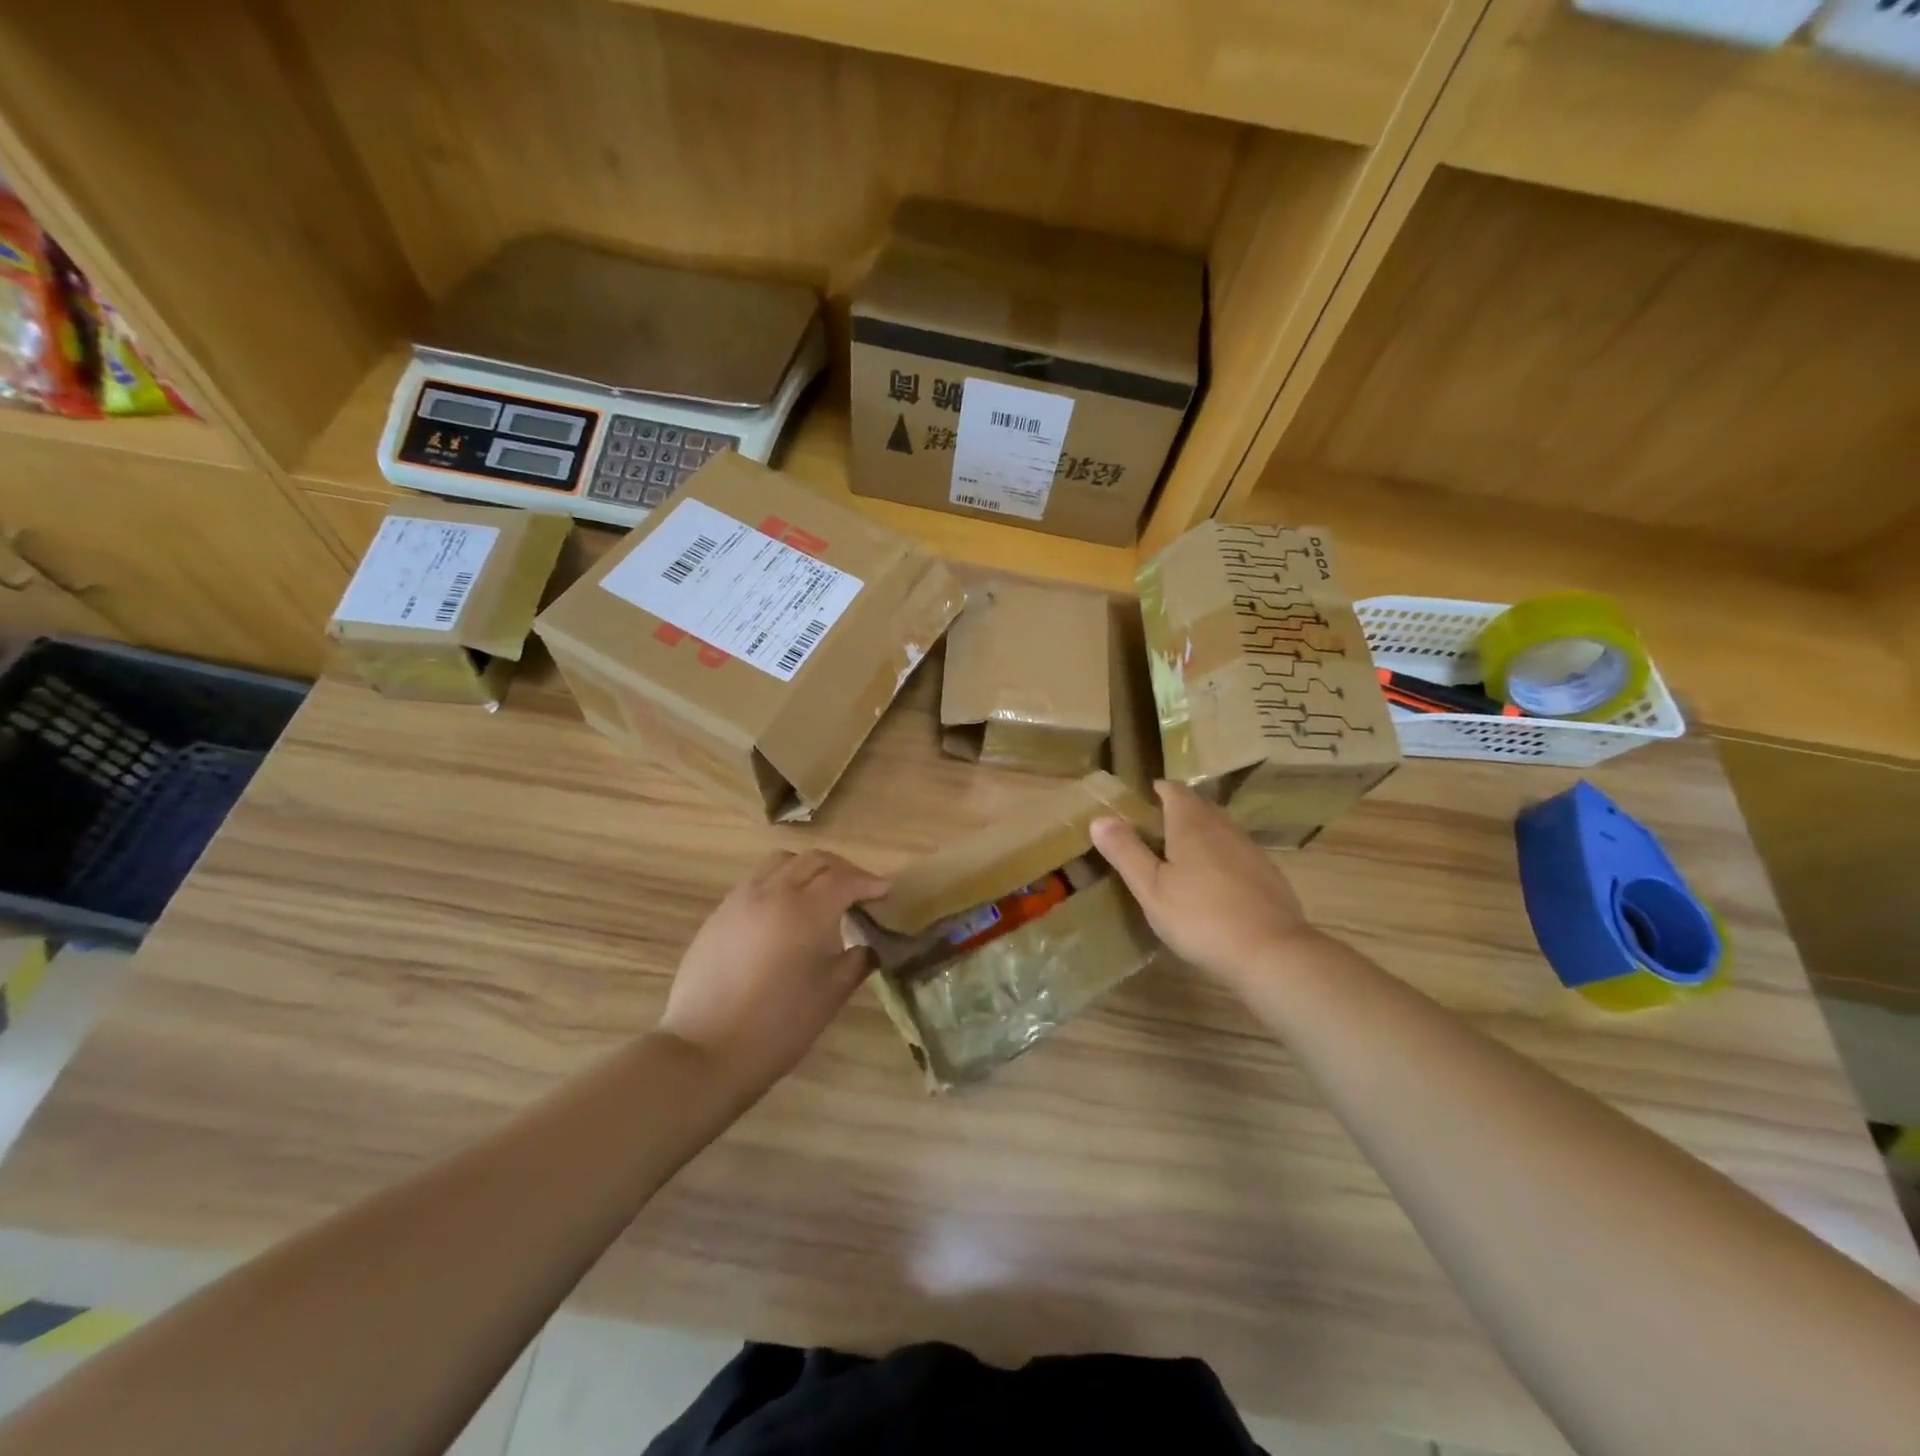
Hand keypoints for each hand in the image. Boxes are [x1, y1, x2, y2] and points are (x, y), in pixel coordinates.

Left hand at [660, 849, 890, 1091]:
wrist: (706, 1050)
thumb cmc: (779, 1025)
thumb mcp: (831, 994)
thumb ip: (858, 960)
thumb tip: (871, 944)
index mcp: (807, 909)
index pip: (845, 879)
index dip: (869, 882)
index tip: (885, 892)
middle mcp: (774, 892)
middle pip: (814, 860)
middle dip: (842, 869)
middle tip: (858, 890)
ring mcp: (741, 899)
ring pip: (782, 863)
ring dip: (808, 870)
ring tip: (820, 894)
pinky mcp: (720, 913)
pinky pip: (757, 881)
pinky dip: (780, 883)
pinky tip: (784, 913)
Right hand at [1091, 781, 1323, 992]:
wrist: (1270, 952)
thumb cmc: (1200, 917)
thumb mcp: (1150, 888)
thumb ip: (1125, 851)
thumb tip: (1099, 818)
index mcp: (1191, 824)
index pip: (1174, 791)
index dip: (1158, 790)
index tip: (1144, 797)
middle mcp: (1223, 827)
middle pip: (1199, 806)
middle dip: (1178, 809)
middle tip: (1155, 827)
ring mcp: (1249, 849)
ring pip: (1220, 828)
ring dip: (1200, 832)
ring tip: (1181, 853)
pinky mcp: (1268, 873)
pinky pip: (1236, 851)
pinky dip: (1220, 855)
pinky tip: (1214, 881)